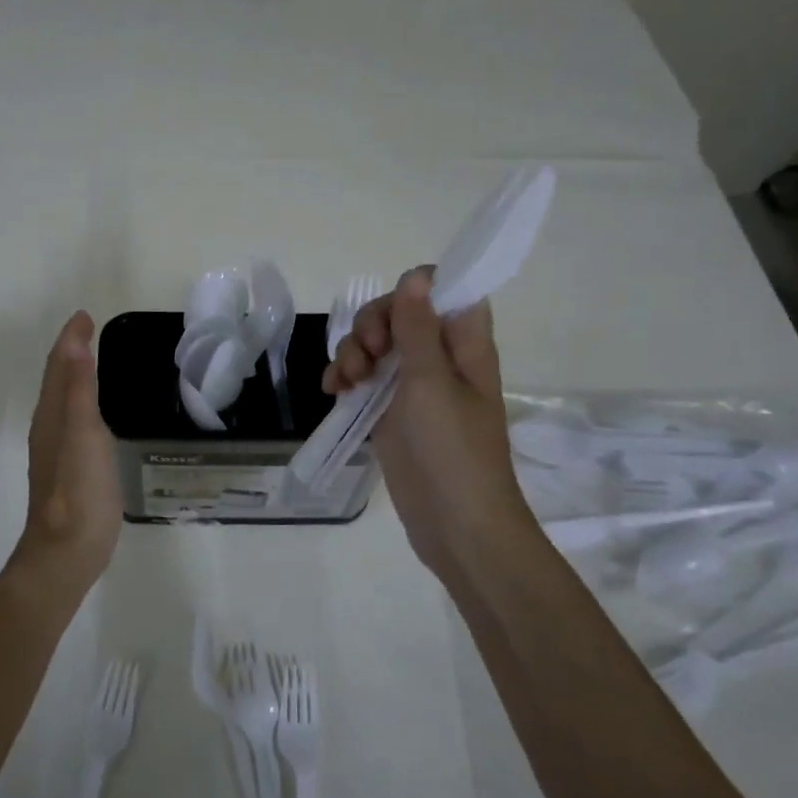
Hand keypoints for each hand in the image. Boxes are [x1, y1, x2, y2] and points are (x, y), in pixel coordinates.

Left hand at [11, 311, 122, 596]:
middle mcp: (49, 428)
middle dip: (70, 352)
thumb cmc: (79, 491)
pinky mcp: (71, 470)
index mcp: (51, 415)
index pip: (59, 366)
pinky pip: (75, 422)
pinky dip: (84, 404)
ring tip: (93, 361)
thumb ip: (79, 390)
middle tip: (89, 331)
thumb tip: (74, 345)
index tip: (85, 315)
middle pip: (57, 380)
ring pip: (64, 401)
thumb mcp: (83, 434)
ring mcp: (58, 451)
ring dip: (75, 376)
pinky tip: (97, 414)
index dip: (70, 339)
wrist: (67, 552)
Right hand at [321, 269, 534, 592]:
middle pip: (400, 314)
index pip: (444, 290)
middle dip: (371, 326)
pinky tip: (333, 391)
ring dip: (352, 353)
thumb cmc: (451, 449)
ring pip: (376, 345)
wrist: (454, 523)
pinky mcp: (391, 412)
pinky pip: (364, 378)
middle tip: (366, 355)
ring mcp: (413, 386)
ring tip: (347, 383)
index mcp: (463, 343)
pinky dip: (345, 378)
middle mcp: (440, 357)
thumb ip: (418, 328)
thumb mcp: (430, 382)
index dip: (414, 290)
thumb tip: (417, 275)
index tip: (391, 314)